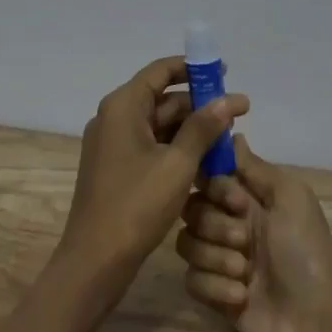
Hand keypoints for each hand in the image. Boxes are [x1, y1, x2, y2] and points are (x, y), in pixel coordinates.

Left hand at [55, 57, 249, 303]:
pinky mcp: (116, 168)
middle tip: (237, 112)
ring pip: (159, 125)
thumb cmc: (136, 206)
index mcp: (123, 106)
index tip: (224, 71)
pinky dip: (176, 149)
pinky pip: (151, 146)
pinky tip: (206, 162)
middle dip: (199, 105)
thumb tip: (229, 100)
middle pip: (162, 98)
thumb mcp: (177, 165)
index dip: (193, 68)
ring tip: (228, 139)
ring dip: (191, 130)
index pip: (161, 71)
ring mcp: (113, 144)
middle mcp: (114, 117)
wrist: (94, 262)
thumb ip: (203, 129)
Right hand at [176, 137, 331, 331]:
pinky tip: (241, 297)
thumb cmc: (306, 254)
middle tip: (244, 240)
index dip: (214, 186)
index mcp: (251, 199)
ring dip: (215, 256)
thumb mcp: (291, 199)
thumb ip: (256, 167)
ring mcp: (223, 261)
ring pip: (187, 243)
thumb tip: (231, 134)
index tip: (236, 201)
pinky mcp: (215, 296)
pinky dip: (214, 287)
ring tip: (244, 272)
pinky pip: (191, 280)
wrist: (318, 327)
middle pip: (192, 208)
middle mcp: (232, 225)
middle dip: (214, 224)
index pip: (209, 176)